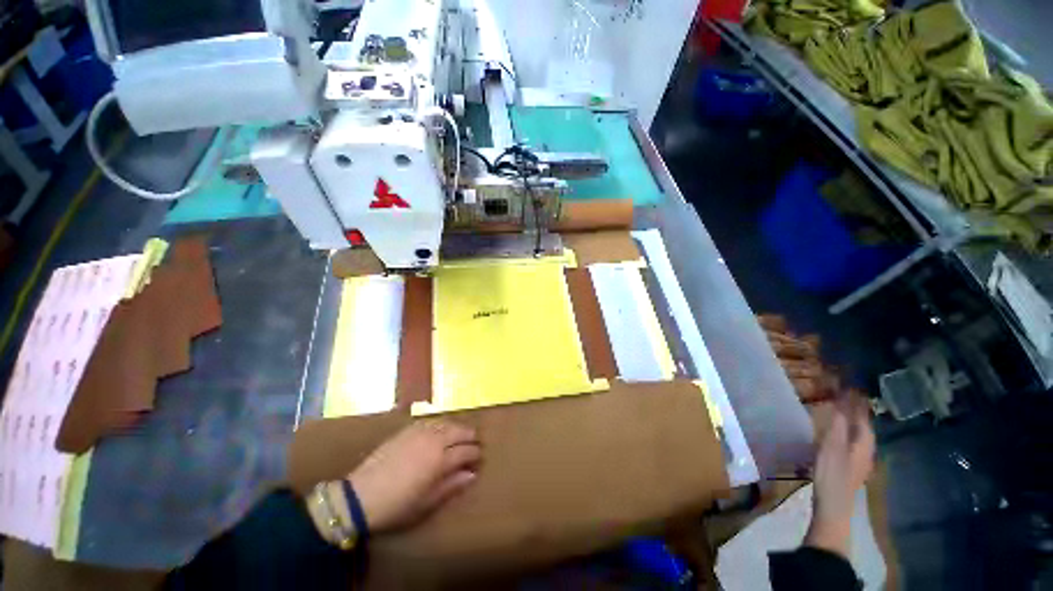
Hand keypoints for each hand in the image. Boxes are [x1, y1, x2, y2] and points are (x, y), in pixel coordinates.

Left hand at [349, 419, 480, 533]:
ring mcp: (420, 431)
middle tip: (474, 444)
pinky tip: (439, 431)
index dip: (476, 454)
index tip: (479, 459)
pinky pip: (431, 421)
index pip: (468, 450)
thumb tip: (472, 474)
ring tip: (459, 437)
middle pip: (461, 431)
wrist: (360, 496)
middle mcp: (434, 440)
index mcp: (441, 460)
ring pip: (447, 423)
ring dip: (457, 428)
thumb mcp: (427, 503)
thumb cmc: (397, 506)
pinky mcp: (408, 429)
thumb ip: (452, 485)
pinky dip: (441, 425)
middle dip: (470, 437)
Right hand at [805, 394, 874, 556]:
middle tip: (844, 393)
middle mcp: (865, 449)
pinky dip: (845, 430)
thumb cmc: (832, 474)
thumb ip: (838, 424)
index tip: (849, 384)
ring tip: (841, 408)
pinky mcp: (849, 465)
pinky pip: (850, 440)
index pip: (862, 416)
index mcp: (863, 442)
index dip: (856, 401)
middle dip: (855, 409)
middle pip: (862, 424)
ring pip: (857, 433)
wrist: (833, 506)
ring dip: (850, 419)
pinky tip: (837, 431)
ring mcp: (858, 459)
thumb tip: (842, 401)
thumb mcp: (832, 446)